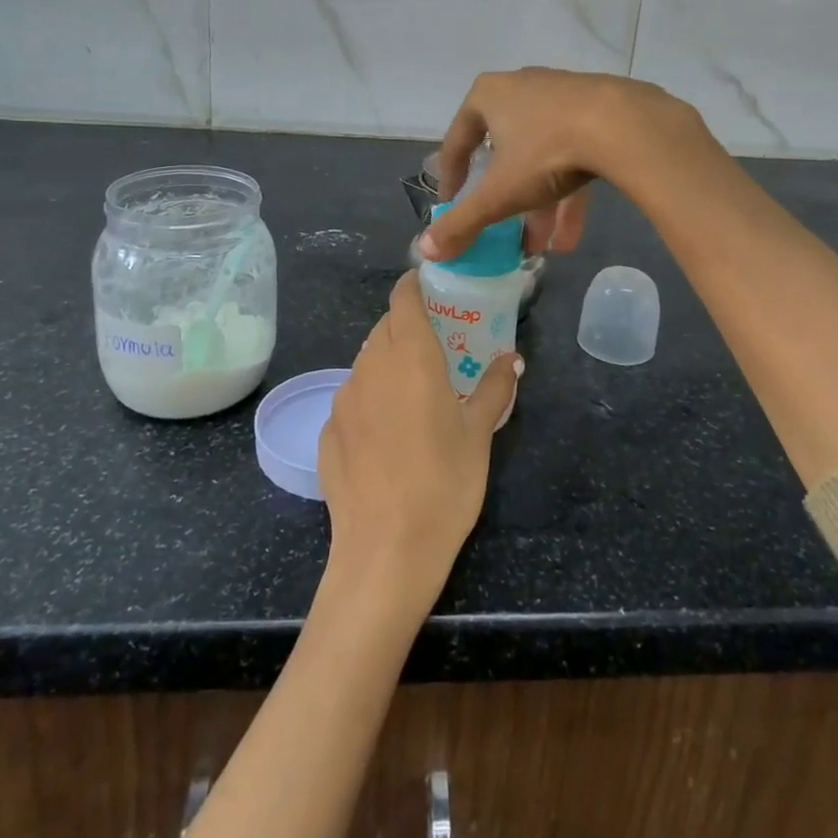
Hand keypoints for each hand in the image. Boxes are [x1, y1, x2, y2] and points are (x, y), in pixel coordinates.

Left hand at [317, 272, 517, 614]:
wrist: (386, 551)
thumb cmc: (444, 483)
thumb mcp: (479, 433)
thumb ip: (493, 387)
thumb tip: (511, 358)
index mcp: (409, 355)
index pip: (403, 297)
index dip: (415, 286)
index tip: (432, 289)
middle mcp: (369, 366)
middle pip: (384, 328)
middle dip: (407, 327)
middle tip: (436, 349)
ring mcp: (342, 398)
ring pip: (366, 362)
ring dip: (388, 363)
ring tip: (414, 394)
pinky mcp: (326, 430)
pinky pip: (352, 398)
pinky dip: (371, 399)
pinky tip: (387, 435)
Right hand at [422, 68, 704, 261]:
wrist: (626, 126)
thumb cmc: (547, 152)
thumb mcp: (499, 194)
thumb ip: (462, 223)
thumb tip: (425, 250)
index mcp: (488, 95)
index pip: (457, 140)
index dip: (451, 177)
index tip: (452, 205)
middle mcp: (522, 87)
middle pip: (505, 152)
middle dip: (505, 200)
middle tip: (503, 233)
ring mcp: (563, 96)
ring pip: (542, 158)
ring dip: (539, 206)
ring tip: (542, 248)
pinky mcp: (599, 110)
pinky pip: (574, 154)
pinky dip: (568, 194)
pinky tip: (571, 237)